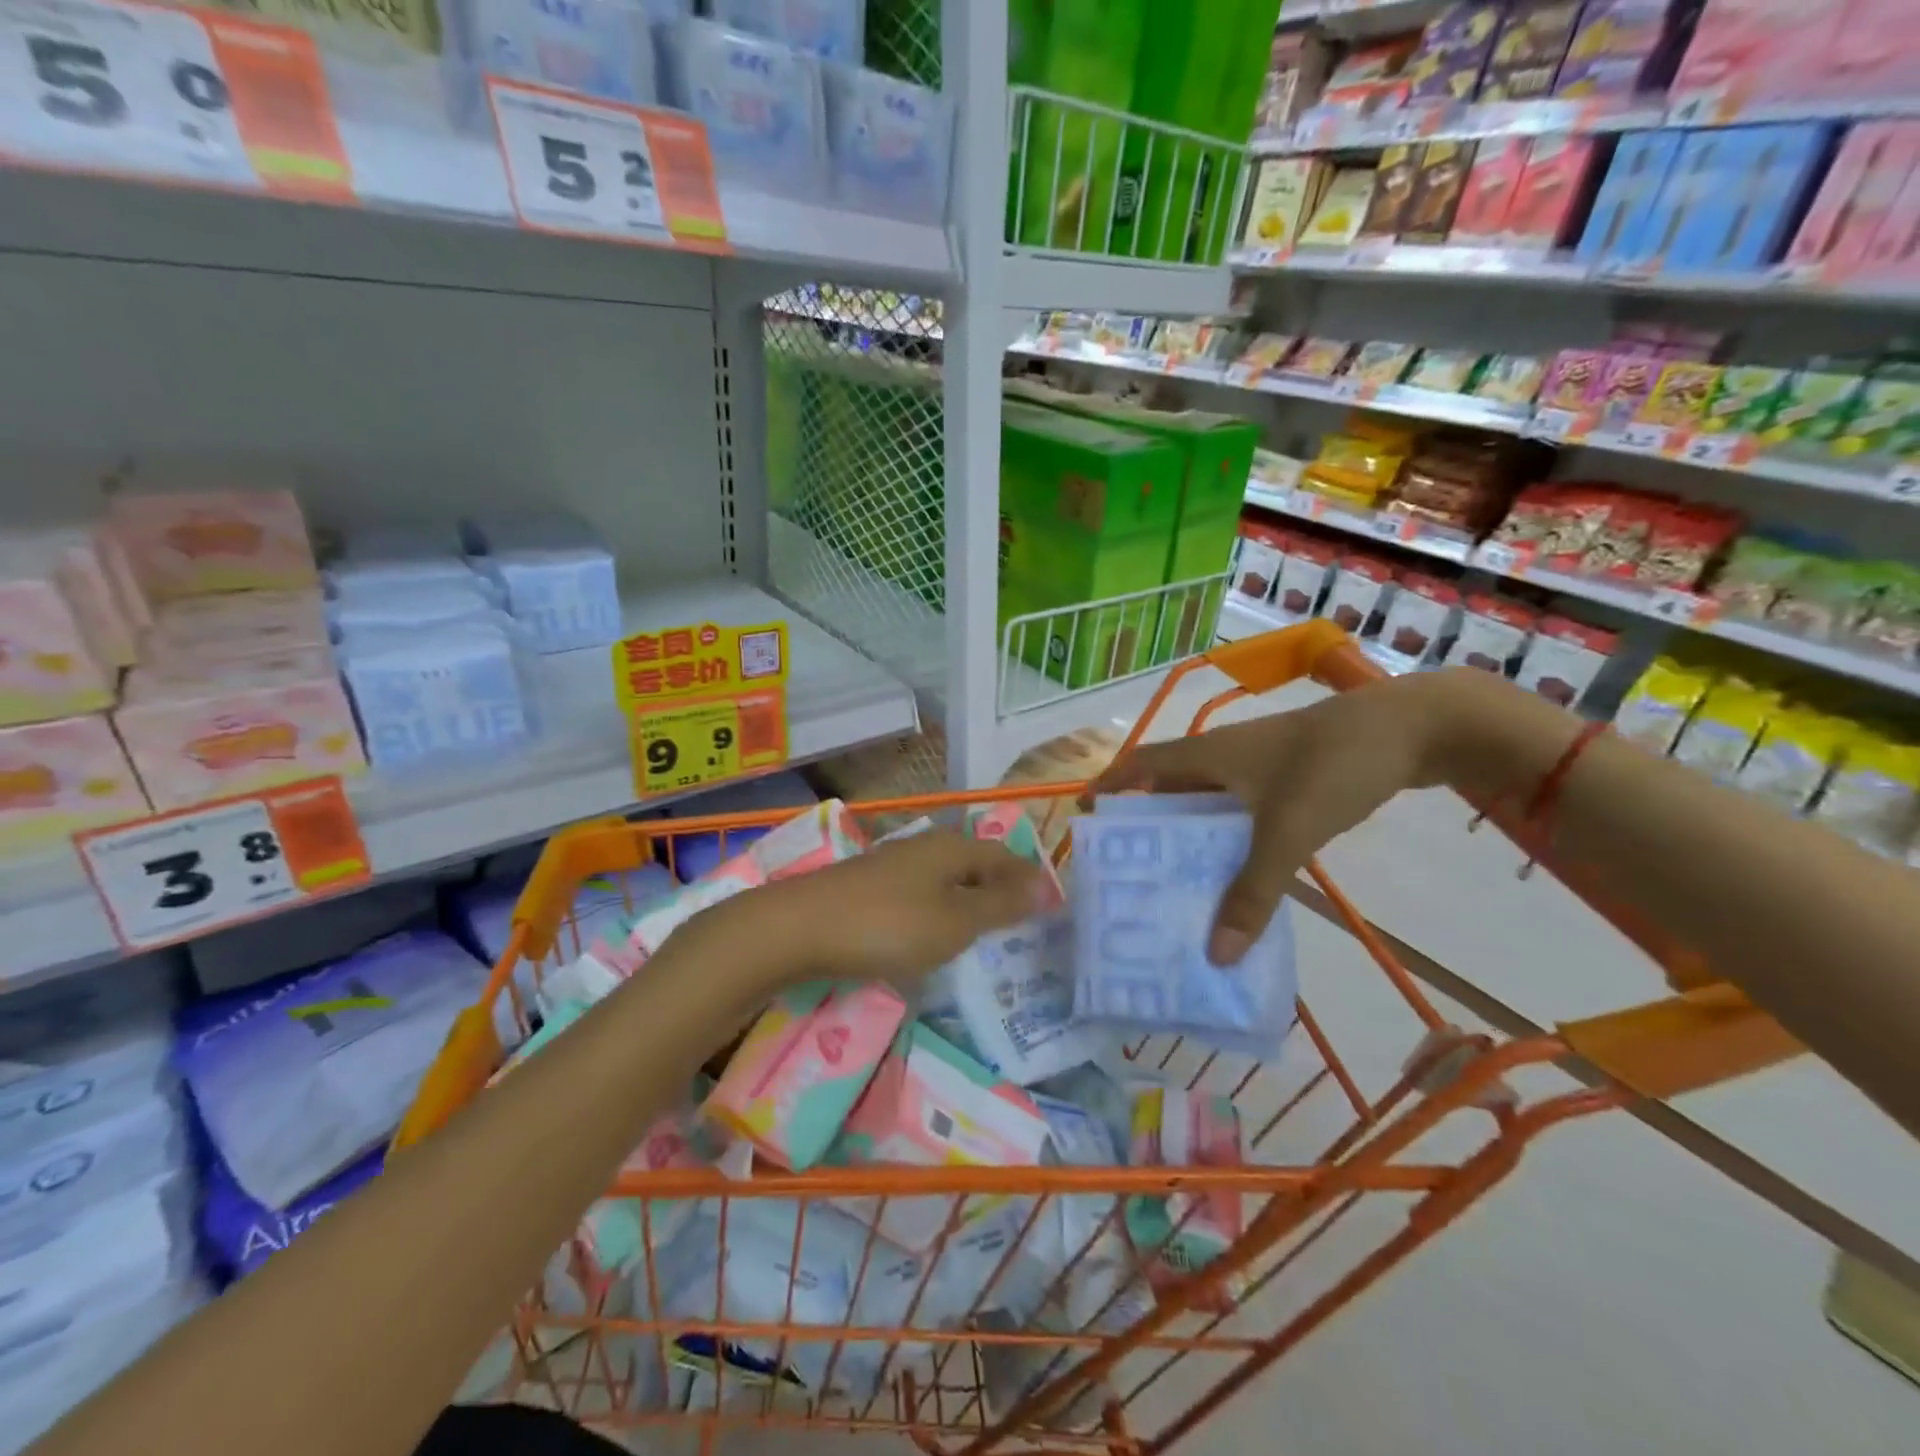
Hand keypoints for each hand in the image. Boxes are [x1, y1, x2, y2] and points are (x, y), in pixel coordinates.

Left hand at [722, 829, 1052, 991]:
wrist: (799, 928)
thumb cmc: (889, 924)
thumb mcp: (955, 921)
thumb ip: (999, 905)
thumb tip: (1043, 884)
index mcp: (954, 848)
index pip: (1006, 857)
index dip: (1030, 881)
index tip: (1050, 911)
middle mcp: (928, 846)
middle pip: (977, 865)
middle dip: (1001, 892)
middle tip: (1023, 929)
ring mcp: (896, 864)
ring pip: (948, 880)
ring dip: (970, 903)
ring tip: (986, 937)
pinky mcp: (872, 885)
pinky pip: (923, 894)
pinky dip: (940, 912)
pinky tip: (936, 935)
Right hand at [1088, 672, 1473, 965]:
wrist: (1413, 729)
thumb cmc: (1332, 767)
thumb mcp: (1288, 832)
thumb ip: (1253, 894)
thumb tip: (1214, 954)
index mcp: (1208, 755)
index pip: (1141, 765)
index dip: (1110, 785)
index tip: (1086, 817)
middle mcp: (1224, 756)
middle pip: (1169, 788)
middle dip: (1146, 825)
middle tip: (1129, 870)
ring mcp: (1258, 764)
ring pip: (1207, 803)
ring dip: (1190, 836)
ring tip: (1175, 881)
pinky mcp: (1288, 775)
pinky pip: (1241, 810)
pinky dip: (1228, 838)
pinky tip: (1236, 870)